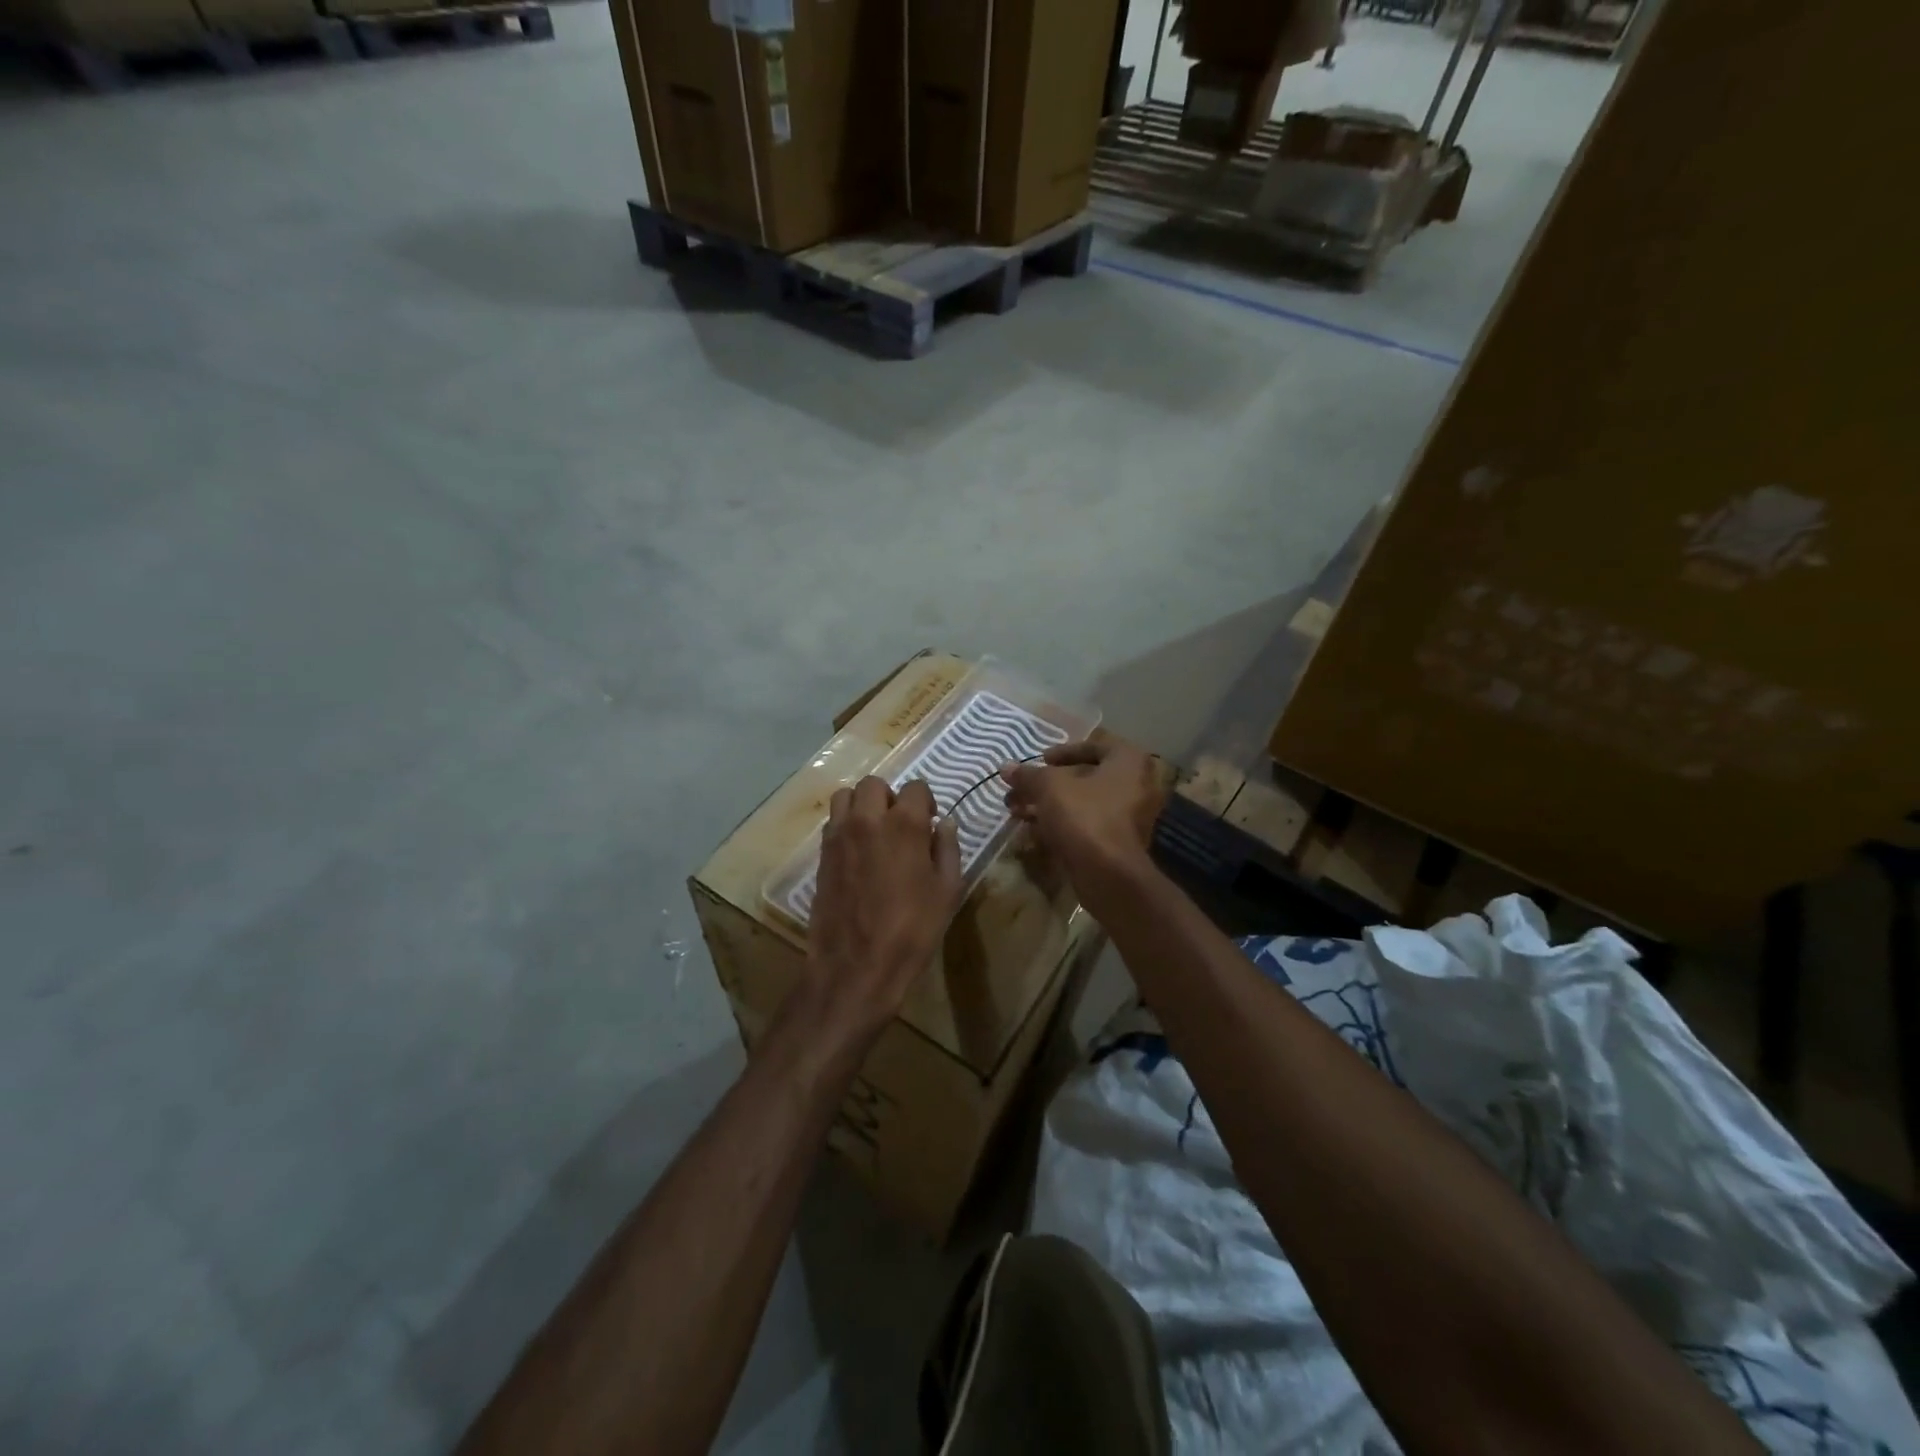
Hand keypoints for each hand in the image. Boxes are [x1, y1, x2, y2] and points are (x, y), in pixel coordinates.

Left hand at [797, 777, 962, 1056]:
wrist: (856, 966)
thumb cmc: (911, 930)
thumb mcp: (947, 892)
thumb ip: (947, 850)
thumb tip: (945, 824)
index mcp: (904, 824)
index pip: (915, 787)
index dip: (925, 802)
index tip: (929, 823)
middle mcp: (868, 819)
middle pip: (874, 784)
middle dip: (890, 797)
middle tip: (900, 825)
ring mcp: (839, 836)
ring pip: (845, 796)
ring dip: (862, 805)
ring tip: (874, 832)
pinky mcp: (821, 855)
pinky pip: (833, 823)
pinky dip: (846, 826)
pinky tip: (858, 853)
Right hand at [1000, 739, 1163, 912]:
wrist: (1108, 874)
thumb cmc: (1084, 815)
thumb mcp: (1049, 787)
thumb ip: (1028, 775)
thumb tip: (1006, 767)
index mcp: (1128, 761)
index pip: (1095, 745)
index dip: (1064, 751)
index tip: (1041, 760)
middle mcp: (1135, 785)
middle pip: (1085, 777)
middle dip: (1047, 783)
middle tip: (1021, 788)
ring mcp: (1128, 817)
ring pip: (1082, 803)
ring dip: (1048, 804)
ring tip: (1015, 809)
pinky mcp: (1116, 843)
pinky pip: (1086, 824)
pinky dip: (1060, 823)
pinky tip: (1030, 828)